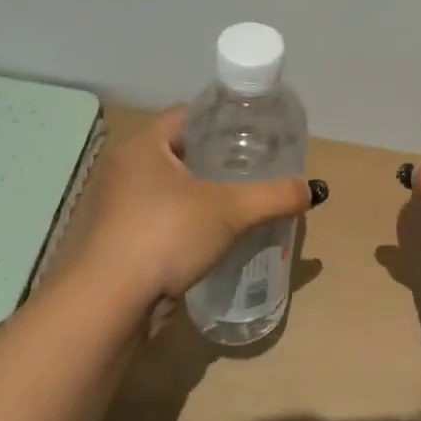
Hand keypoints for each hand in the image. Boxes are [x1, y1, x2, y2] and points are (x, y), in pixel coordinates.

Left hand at [73, 109, 319, 310]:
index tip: (255, 133)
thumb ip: (274, 196)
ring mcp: (116, 206)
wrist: (106, 305)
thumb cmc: (164, 236)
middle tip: (254, 167)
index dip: (224, 120)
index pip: (189, 115)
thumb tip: (313, 190)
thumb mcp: (229, 211)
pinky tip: (211, 235)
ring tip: (239, 201)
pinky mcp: (116, 239)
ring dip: (199, 193)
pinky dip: (184, 220)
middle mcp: (124, 168)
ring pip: (168, 188)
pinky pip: (159, 217)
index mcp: (143, 145)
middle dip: (216, 159)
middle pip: (179, 151)